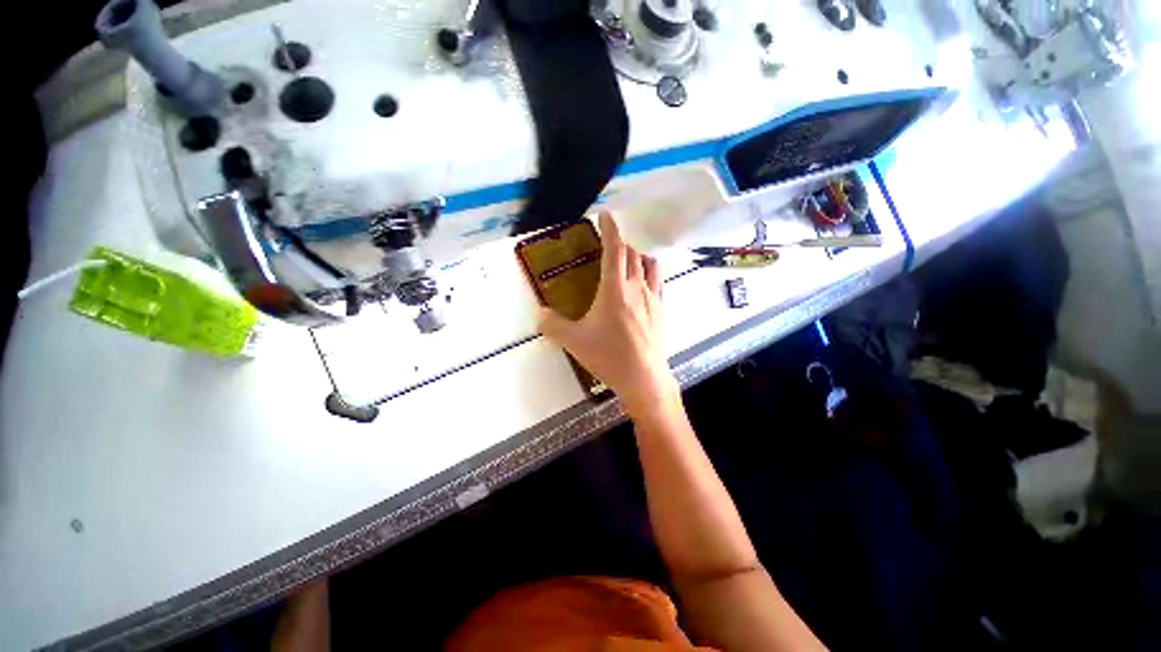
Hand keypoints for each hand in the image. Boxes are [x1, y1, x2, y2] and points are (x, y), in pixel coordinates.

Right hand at [539, 213, 677, 415]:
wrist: (643, 377)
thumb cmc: (608, 356)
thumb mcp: (574, 341)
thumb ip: (552, 325)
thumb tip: (539, 314)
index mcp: (615, 289)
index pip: (615, 249)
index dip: (610, 228)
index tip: (605, 215)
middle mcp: (636, 287)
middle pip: (632, 253)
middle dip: (620, 242)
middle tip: (608, 244)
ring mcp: (652, 298)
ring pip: (648, 264)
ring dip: (637, 255)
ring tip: (627, 258)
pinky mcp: (661, 310)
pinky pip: (657, 281)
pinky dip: (650, 271)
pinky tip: (643, 281)